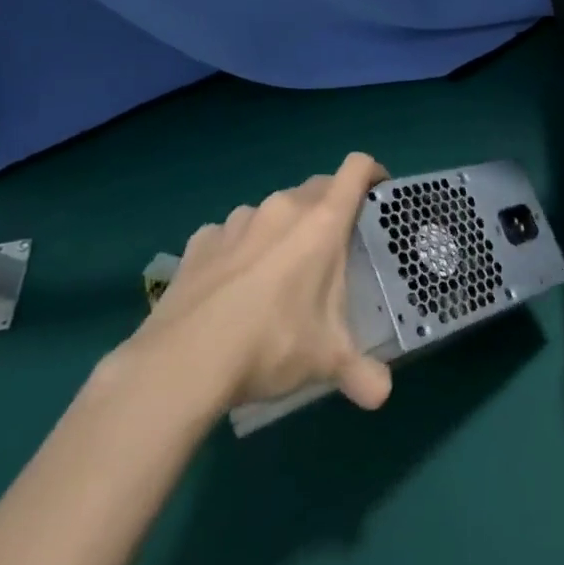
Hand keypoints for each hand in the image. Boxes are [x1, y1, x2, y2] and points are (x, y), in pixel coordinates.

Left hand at [121, 152, 393, 415]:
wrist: (181, 364)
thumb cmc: (271, 344)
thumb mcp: (326, 360)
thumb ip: (360, 372)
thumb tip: (382, 395)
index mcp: (322, 222)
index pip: (356, 168)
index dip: (372, 172)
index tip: (380, 193)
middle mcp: (282, 209)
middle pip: (317, 186)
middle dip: (331, 207)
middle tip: (334, 246)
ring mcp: (236, 222)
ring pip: (272, 210)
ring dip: (284, 228)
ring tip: (280, 268)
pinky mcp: (199, 242)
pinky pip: (229, 233)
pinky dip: (239, 247)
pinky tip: (233, 282)